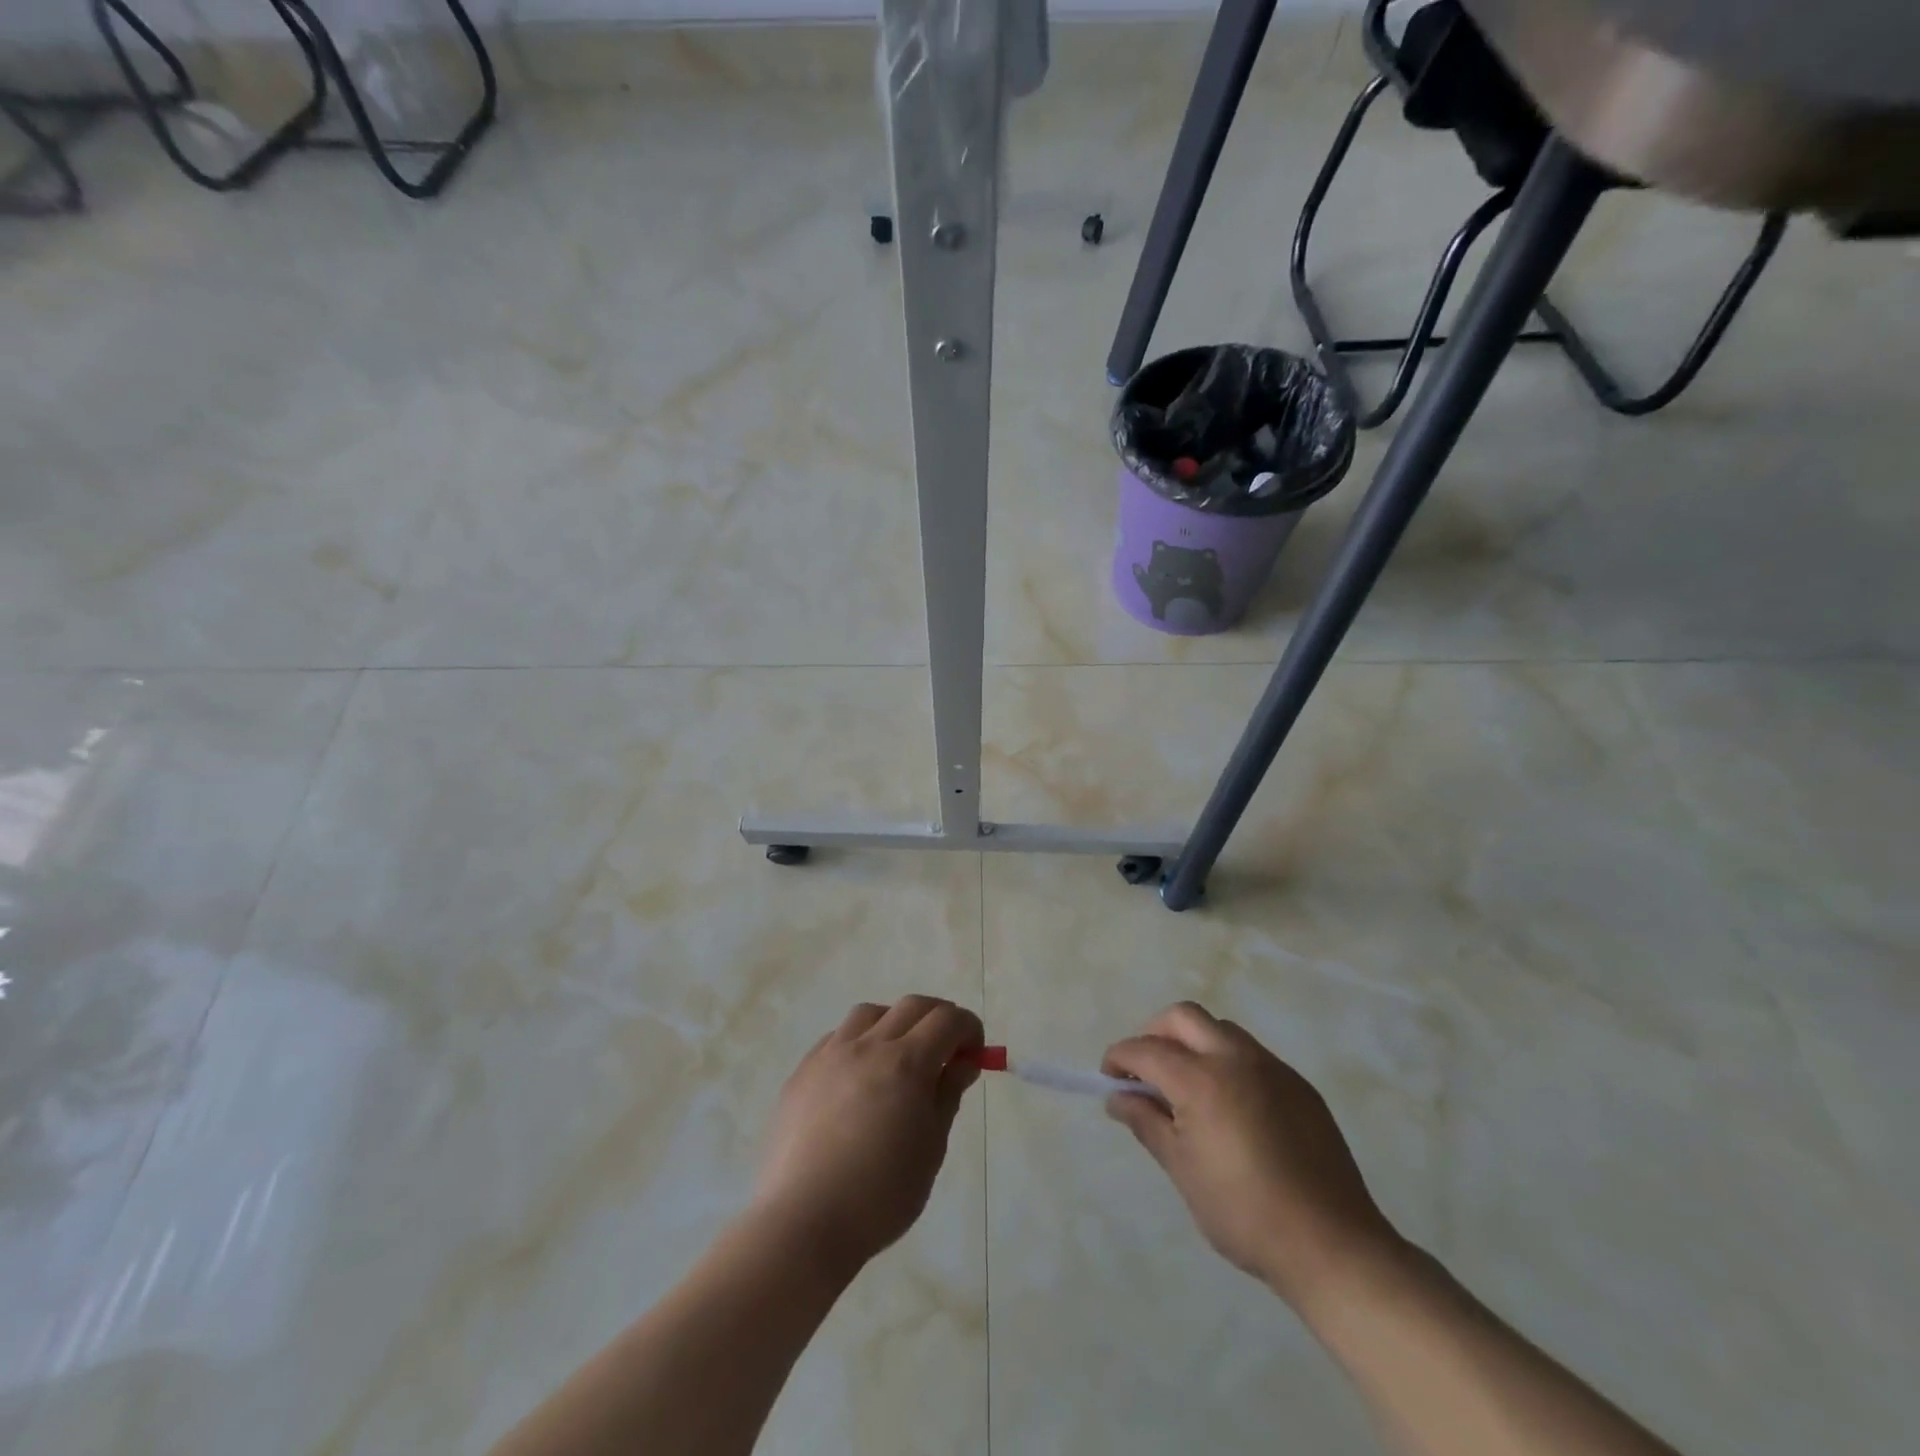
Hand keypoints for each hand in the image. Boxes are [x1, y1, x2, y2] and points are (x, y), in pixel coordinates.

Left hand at [751, 996, 983, 1275]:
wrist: (804, 1221)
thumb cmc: (881, 1194)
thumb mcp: (931, 1147)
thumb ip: (947, 1094)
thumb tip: (963, 1062)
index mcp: (907, 1062)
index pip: (947, 1019)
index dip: (968, 1029)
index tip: (974, 1054)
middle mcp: (869, 1045)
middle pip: (912, 1006)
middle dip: (938, 1018)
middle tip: (947, 1049)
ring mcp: (831, 1054)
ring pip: (870, 1013)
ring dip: (895, 1023)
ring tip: (899, 1058)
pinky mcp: (803, 1071)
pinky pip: (837, 1037)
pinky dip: (859, 1043)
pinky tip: (858, 1077)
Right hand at [1103, 1002, 1401, 1308]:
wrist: (1332, 1245)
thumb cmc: (1244, 1213)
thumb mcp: (1182, 1170)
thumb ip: (1146, 1122)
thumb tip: (1117, 1097)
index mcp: (1201, 1079)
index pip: (1145, 1049)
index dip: (1119, 1058)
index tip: (1109, 1079)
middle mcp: (1235, 1058)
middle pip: (1183, 1017)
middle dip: (1154, 1034)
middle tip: (1146, 1072)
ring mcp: (1272, 1067)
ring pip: (1219, 1029)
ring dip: (1193, 1043)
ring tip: (1187, 1088)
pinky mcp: (1299, 1085)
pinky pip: (1251, 1054)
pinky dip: (1226, 1062)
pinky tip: (1230, 1107)